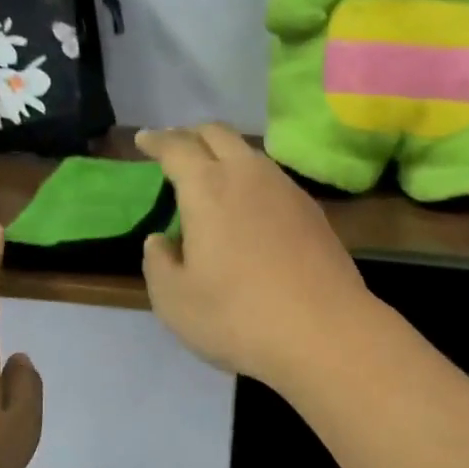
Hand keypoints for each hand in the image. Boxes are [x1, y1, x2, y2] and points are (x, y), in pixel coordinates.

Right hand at [137, 124, 372, 386]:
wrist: (325, 333)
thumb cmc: (238, 316)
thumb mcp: (174, 300)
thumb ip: (158, 262)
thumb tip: (162, 240)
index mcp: (207, 188)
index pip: (176, 147)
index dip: (156, 141)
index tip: (143, 140)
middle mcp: (248, 175)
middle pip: (217, 134)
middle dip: (191, 135)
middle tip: (176, 149)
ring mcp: (287, 190)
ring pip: (250, 153)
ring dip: (225, 155)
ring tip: (212, 177)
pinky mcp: (313, 212)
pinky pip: (273, 179)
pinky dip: (252, 179)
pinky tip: (250, 206)